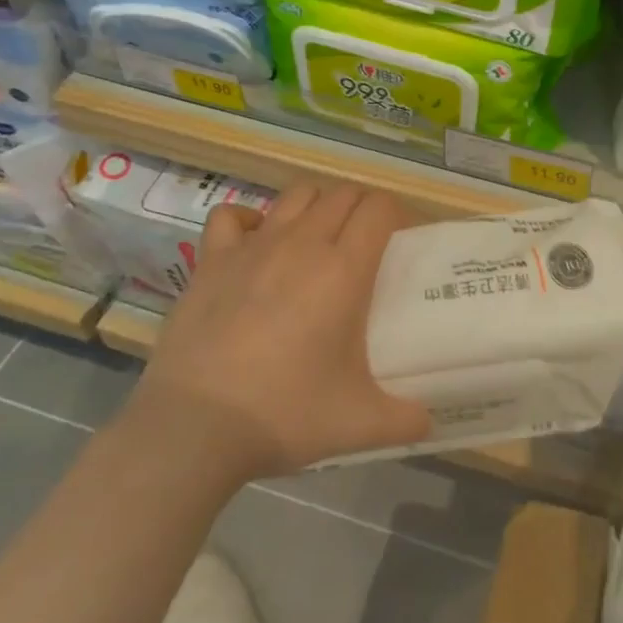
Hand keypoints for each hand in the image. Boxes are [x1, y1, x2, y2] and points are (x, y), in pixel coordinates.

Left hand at [136, 182, 431, 478]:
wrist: (194, 428)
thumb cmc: (284, 414)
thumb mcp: (359, 424)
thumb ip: (405, 420)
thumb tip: (429, 422)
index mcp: (344, 270)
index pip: (379, 208)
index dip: (397, 214)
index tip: (403, 239)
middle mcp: (301, 244)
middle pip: (342, 195)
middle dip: (362, 208)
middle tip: (368, 244)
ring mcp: (252, 247)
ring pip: (296, 196)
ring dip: (316, 206)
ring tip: (320, 238)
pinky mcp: (211, 261)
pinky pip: (232, 216)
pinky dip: (250, 220)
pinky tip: (256, 242)